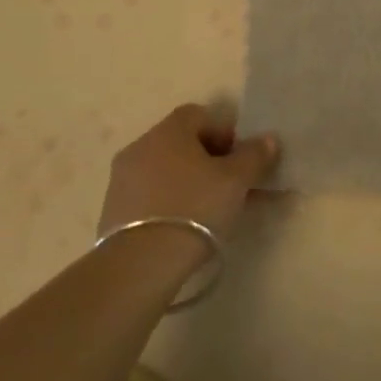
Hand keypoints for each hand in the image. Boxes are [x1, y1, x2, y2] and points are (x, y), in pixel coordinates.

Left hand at [100, 104, 279, 238]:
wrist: (140, 265)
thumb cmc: (194, 208)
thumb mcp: (236, 180)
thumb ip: (254, 155)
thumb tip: (268, 139)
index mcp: (168, 131)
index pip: (200, 115)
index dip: (224, 132)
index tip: (239, 158)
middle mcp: (141, 146)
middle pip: (181, 143)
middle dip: (207, 159)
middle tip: (229, 185)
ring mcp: (122, 180)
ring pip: (164, 171)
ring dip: (187, 182)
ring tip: (209, 211)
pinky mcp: (111, 212)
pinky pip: (148, 196)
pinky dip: (167, 203)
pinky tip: (183, 227)